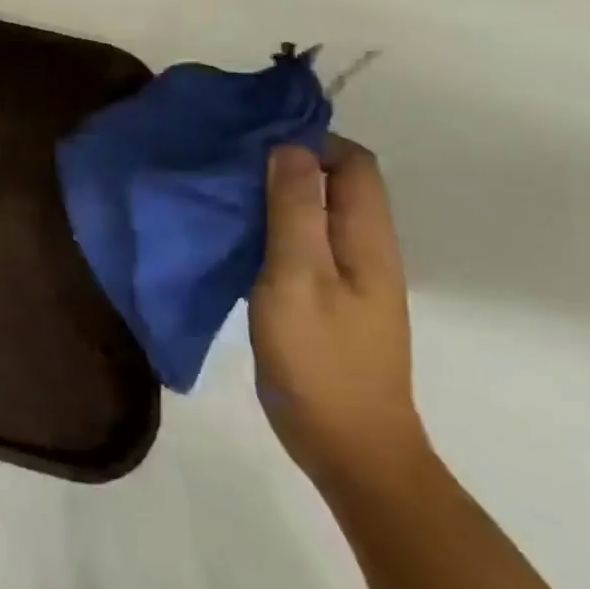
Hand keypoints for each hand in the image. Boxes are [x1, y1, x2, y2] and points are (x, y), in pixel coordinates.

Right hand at [250, 137, 429, 500]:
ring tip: (223, 194)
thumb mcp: (297, 277)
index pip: (353, 163)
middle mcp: (364, 249)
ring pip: (314, 214)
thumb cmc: (320, 358)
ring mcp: (346, 278)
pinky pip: (300, 245)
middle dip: (286, 164)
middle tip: (227, 164)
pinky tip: (234, 238)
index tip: (254, 143)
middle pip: (335, 184)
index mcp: (367, 238)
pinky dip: (270, 229)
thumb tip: (290, 147)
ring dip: (274, 197)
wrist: (348, 446)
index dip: (310, 142)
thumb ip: (294, 210)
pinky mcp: (324, 299)